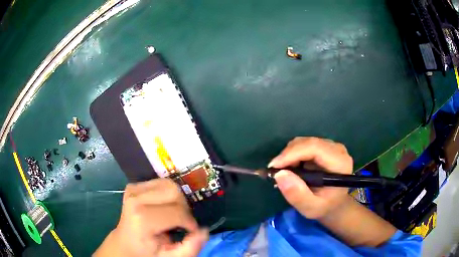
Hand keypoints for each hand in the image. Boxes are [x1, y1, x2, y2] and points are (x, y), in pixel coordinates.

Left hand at [94, 179, 207, 256]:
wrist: (125, 243)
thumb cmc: (147, 252)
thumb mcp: (170, 256)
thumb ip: (190, 248)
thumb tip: (204, 230)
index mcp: (142, 218)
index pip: (178, 211)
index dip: (190, 222)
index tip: (191, 231)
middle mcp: (135, 198)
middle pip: (174, 192)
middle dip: (184, 208)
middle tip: (182, 223)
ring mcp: (133, 189)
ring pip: (169, 184)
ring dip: (177, 200)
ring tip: (173, 215)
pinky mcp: (134, 186)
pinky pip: (160, 183)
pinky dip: (167, 194)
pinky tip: (163, 207)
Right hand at [269, 137, 353, 218]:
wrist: (335, 203)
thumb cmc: (325, 207)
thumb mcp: (311, 208)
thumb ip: (297, 194)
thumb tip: (280, 174)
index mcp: (340, 163)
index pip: (314, 148)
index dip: (292, 153)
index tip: (273, 167)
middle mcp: (337, 149)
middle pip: (307, 143)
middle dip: (287, 155)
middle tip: (275, 173)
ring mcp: (331, 146)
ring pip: (303, 142)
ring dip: (289, 156)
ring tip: (285, 174)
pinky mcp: (324, 147)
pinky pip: (303, 145)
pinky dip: (293, 155)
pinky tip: (292, 169)